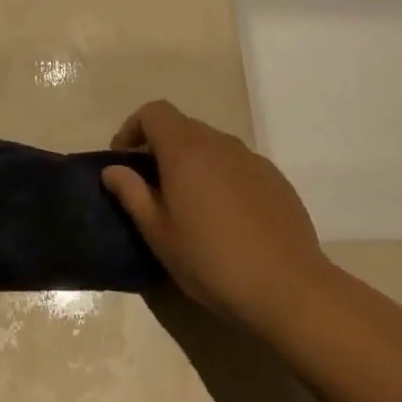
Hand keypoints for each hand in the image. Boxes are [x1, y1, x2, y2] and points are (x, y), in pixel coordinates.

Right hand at [101, 101, 329, 338]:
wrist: (288, 289)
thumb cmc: (211, 260)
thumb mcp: (158, 232)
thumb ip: (131, 193)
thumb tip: (112, 169)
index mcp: (186, 149)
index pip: (154, 112)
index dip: (132, 128)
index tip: (124, 161)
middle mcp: (220, 143)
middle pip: (182, 127)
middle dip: (160, 148)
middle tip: (150, 187)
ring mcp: (252, 159)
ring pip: (211, 147)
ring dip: (192, 163)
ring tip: (187, 205)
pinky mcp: (275, 180)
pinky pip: (237, 166)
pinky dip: (220, 177)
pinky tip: (224, 218)